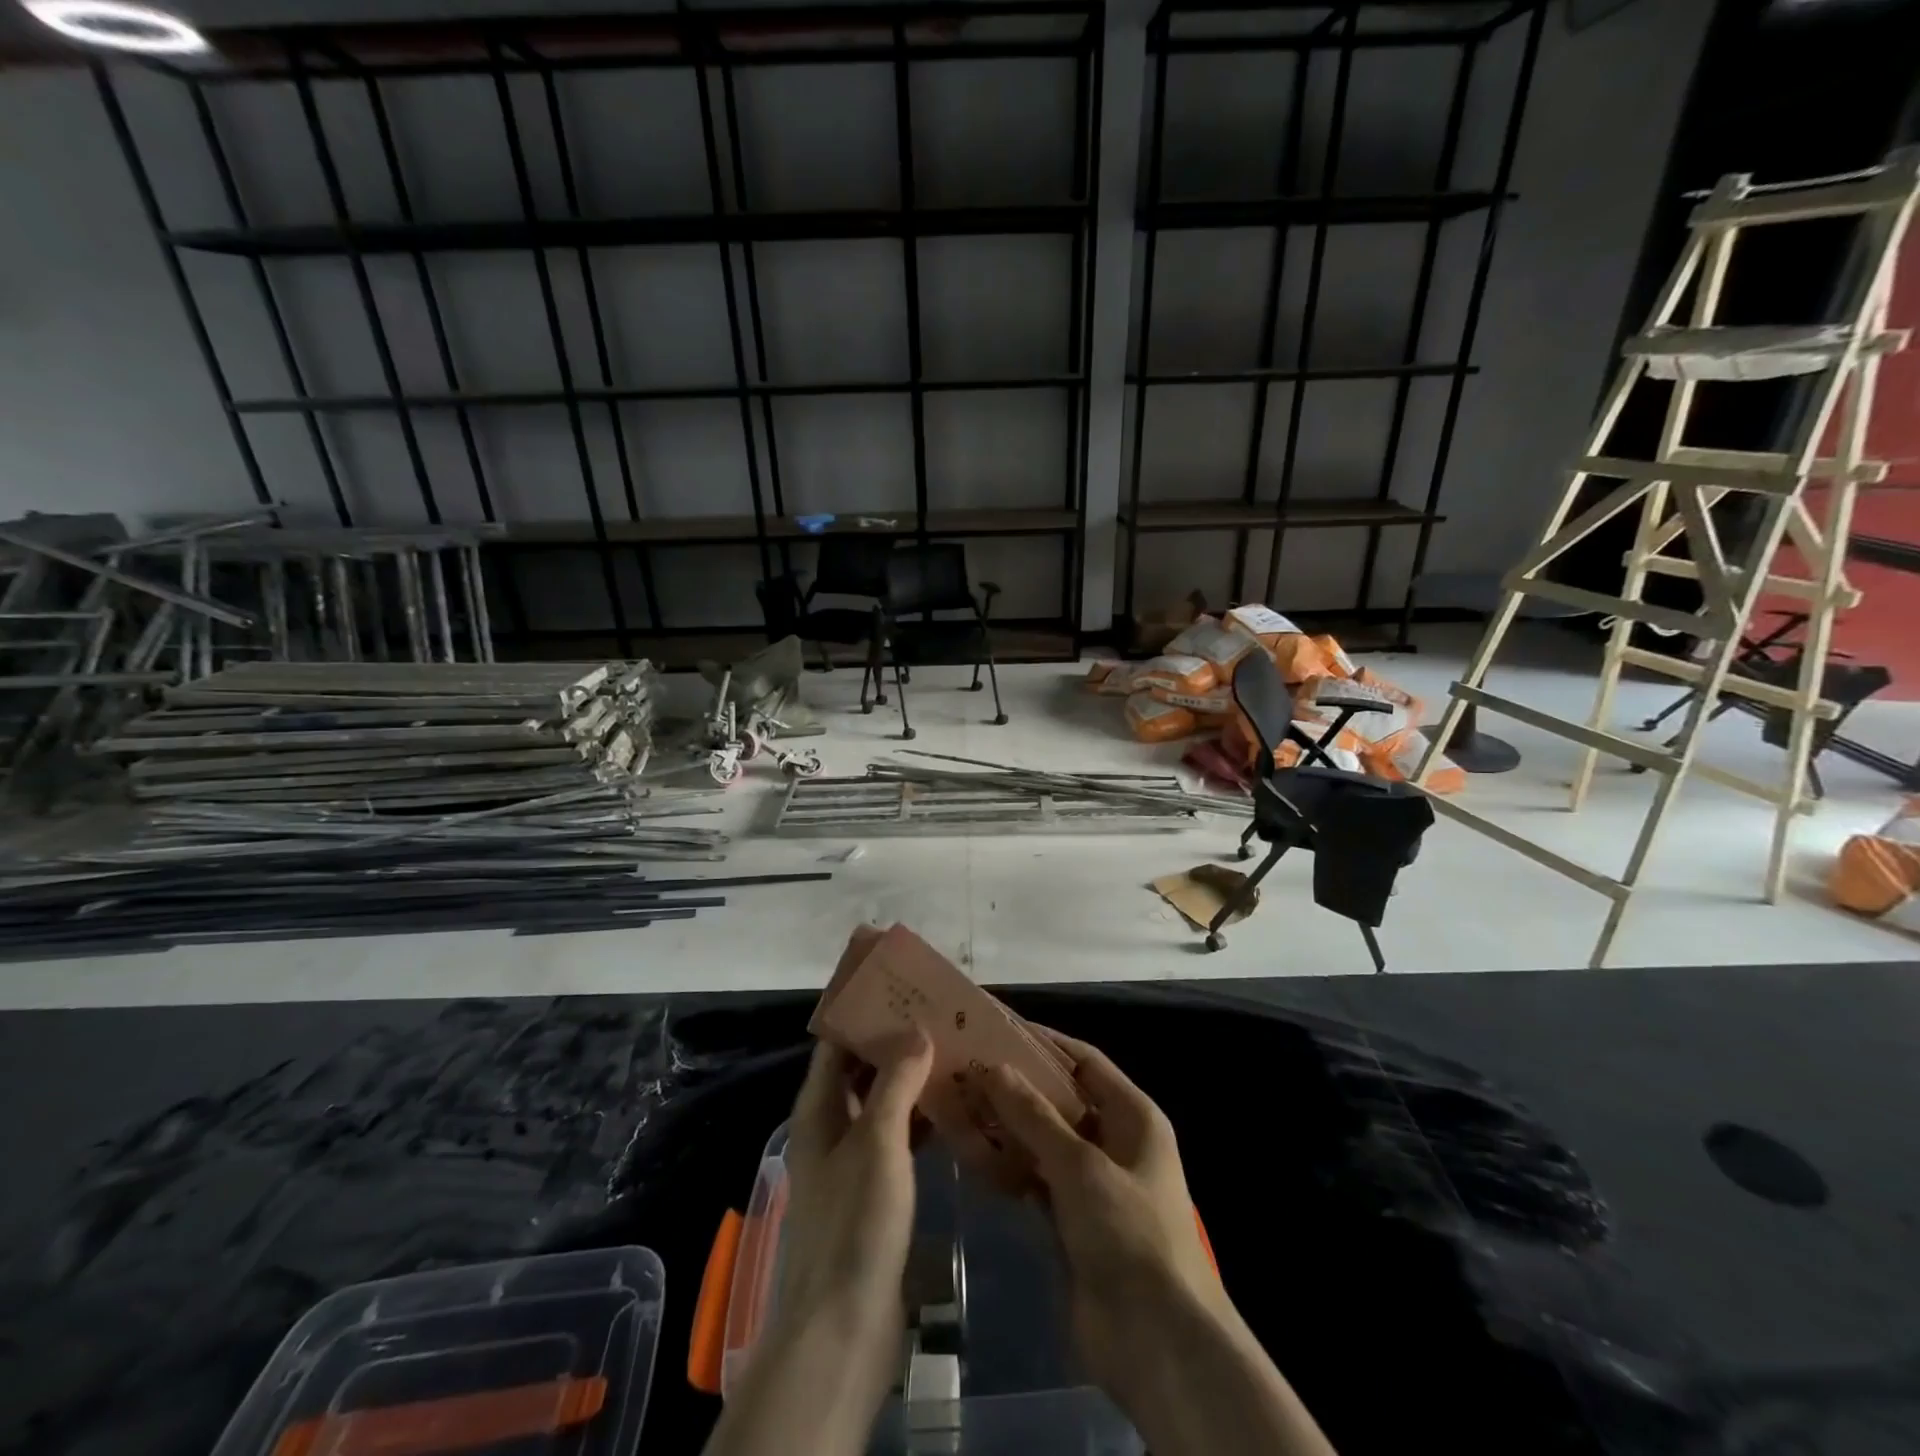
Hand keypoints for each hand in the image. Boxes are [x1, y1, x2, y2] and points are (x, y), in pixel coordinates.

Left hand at [703, 1033, 933, 1455]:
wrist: (843, 1330)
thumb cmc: (855, 1224)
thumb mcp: (878, 1142)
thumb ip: (896, 1082)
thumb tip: (916, 1029)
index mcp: (819, 1110)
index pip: (837, 1045)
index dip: (863, 1014)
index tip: (901, 987)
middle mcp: (831, 1129)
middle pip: (862, 1072)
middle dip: (896, 1044)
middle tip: (941, 1017)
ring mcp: (852, 1163)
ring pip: (883, 1105)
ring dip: (912, 1081)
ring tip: (955, 1053)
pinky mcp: (874, 1193)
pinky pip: (898, 1140)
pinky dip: (920, 1121)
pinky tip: (954, 1111)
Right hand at [979, 1030, 1226, 1389]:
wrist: (1157, 1344)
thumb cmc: (1130, 1234)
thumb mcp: (1080, 1165)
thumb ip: (1033, 1115)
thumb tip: (991, 1067)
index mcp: (1133, 1116)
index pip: (1083, 1061)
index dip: (1043, 1043)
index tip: (997, 1029)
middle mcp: (1114, 1142)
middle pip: (1059, 1100)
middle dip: (1016, 1086)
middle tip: (966, 1067)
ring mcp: (1092, 1184)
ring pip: (1043, 1141)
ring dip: (1007, 1127)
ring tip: (958, 1104)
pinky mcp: (1071, 1221)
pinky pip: (1035, 1180)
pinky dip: (1008, 1168)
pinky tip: (972, 1155)